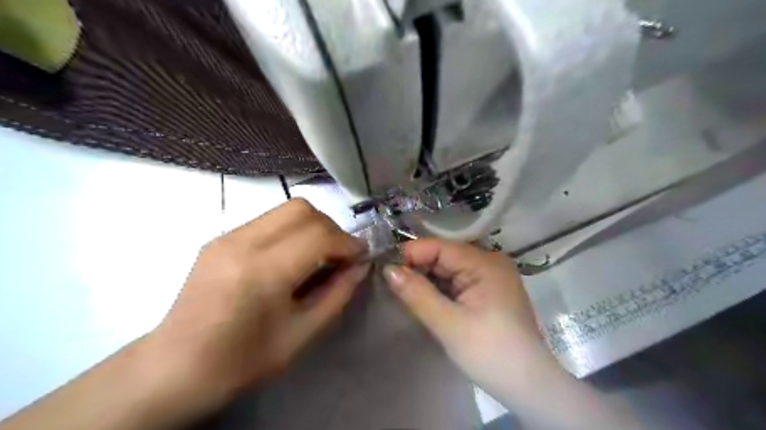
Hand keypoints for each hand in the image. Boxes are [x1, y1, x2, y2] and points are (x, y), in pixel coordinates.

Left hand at [149, 200, 370, 404]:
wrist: (175, 367)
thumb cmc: (243, 360)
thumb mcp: (302, 333)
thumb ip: (338, 294)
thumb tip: (361, 266)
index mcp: (262, 272)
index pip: (319, 235)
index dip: (348, 243)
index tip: (361, 257)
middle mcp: (242, 242)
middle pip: (301, 209)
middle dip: (331, 228)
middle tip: (339, 255)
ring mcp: (226, 236)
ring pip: (285, 209)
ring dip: (312, 226)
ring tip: (317, 255)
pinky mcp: (220, 237)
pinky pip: (268, 220)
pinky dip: (291, 230)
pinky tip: (290, 257)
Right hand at [381, 240, 557, 400]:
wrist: (529, 386)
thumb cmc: (489, 352)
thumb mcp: (448, 323)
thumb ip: (417, 293)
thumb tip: (388, 269)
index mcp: (485, 263)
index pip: (441, 247)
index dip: (413, 254)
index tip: (388, 271)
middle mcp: (490, 262)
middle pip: (445, 256)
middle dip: (419, 269)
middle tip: (395, 286)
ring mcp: (492, 276)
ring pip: (450, 269)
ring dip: (429, 280)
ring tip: (408, 294)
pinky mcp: (490, 291)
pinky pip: (459, 281)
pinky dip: (442, 289)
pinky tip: (429, 300)